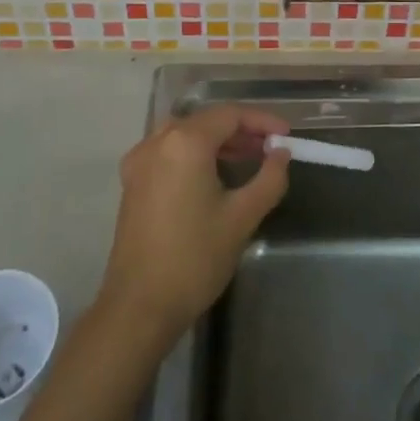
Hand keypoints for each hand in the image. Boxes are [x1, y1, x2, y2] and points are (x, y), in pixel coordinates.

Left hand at [96, 105, 290, 339]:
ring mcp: (140, 161)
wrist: (140, 306)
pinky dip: (195, 153)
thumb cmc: (195, 258)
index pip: (230, 115)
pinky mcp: (132, 182)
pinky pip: (168, 151)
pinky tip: (214, 175)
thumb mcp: (242, 217)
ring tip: (248, 158)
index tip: (287, 136)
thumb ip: (269, 178)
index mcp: (185, 142)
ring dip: (218, 141)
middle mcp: (157, 141)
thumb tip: (281, 154)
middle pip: (206, 120)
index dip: (262, 121)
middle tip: (271, 149)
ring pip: (186, 134)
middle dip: (241, 130)